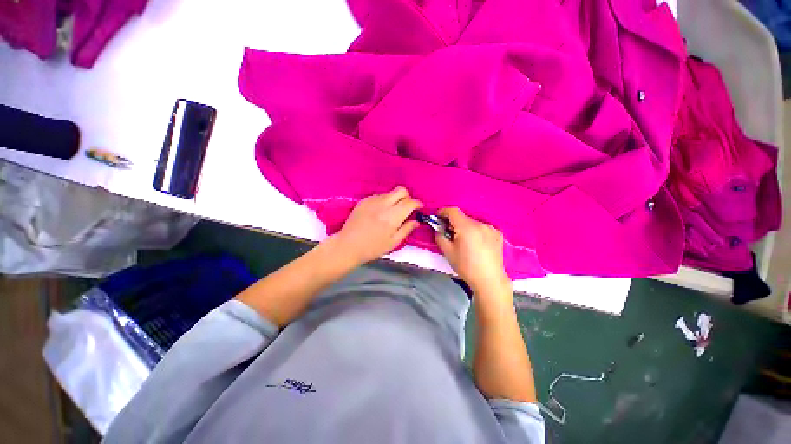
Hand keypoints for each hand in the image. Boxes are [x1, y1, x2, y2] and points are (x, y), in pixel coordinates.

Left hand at [331, 186, 421, 265]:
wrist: (348, 245)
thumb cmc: (372, 248)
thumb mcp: (393, 242)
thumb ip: (406, 229)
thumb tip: (416, 221)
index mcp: (392, 216)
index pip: (410, 203)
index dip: (417, 203)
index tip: (419, 208)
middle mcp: (383, 204)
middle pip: (401, 190)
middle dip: (407, 197)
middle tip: (406, 208)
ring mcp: (372, 201)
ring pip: (390, 193)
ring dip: (395, 199)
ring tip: (391, 212)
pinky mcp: (364, 201)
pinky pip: (379, 196)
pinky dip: (384, 201)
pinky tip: (380, 212)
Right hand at [435, 207, 511, 296]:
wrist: (489, 280)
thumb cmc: (466, 267)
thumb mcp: (447, 252)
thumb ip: (440, 236)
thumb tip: (439, 228)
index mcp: (467, 228)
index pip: (453, 211)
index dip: (443, 212)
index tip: (438, 218)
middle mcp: (480, 224)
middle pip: (462, 217)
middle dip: (453, 222)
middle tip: (449, 234)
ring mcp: (491, 228)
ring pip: (472, 222)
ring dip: (465, 227)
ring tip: (464, 241)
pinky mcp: (497, 233)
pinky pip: (481, 228)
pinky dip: (475, 232)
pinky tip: (476, 244)